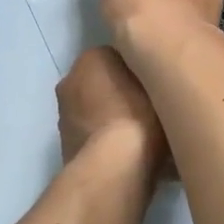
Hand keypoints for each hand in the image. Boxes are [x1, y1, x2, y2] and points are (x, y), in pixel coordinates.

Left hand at [57, 46, 167, 175]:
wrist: (114, 168)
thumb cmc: (139, 118)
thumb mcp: (160, 85)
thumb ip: (153, 75)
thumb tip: (152, 77)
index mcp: (92, 57)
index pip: (119, 55)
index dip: (139, 70)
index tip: (155, 85)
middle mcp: (70, 79)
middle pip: (102, 82)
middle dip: (120, 93)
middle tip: (149, 110)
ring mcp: (64, 113)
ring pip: (94, 109)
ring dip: (110, 116)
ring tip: (139, 135)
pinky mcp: (64, 143)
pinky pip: (91, 133)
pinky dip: (103, 139)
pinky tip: (125, 153)